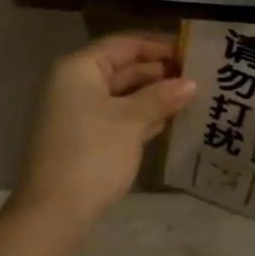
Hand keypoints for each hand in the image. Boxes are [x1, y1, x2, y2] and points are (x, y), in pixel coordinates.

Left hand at [13, 33, 196, 225]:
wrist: (55, 210)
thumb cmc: (93, 154)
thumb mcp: (131, 121)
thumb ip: (161, 97)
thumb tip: (190, 83)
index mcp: (79, 69)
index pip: (124, 44)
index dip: (159, 46)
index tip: (192, 51)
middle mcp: (75, 84)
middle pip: (123, 68)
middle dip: (159, 73)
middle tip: (199, 77)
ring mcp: (78, 113)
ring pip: (122, 94)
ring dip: (154, 95)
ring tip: (192, 97)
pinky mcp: (85, 138)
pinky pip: (117, 116)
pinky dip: (141, 115)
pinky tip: (168, 120)